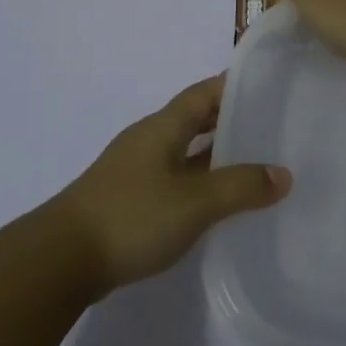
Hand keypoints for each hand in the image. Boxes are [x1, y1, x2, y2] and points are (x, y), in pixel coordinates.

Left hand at [46, 75, 290, 292]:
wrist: (62, 259)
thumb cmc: (132, 216)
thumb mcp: (194, 202)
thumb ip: (240, 187)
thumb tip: (283, 174)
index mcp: (163, 127)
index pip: (203, 93)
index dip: (233, 85)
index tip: (269, 86)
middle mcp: (149, 140)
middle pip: (194, 119)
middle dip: (230, 120)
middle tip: (271, 126)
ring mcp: (137, 170)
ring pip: (185, 151)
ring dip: (216, 154)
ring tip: (256, 163)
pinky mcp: (130, 199)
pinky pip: (175, 178)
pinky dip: (200, 182)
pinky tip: (219, 202)